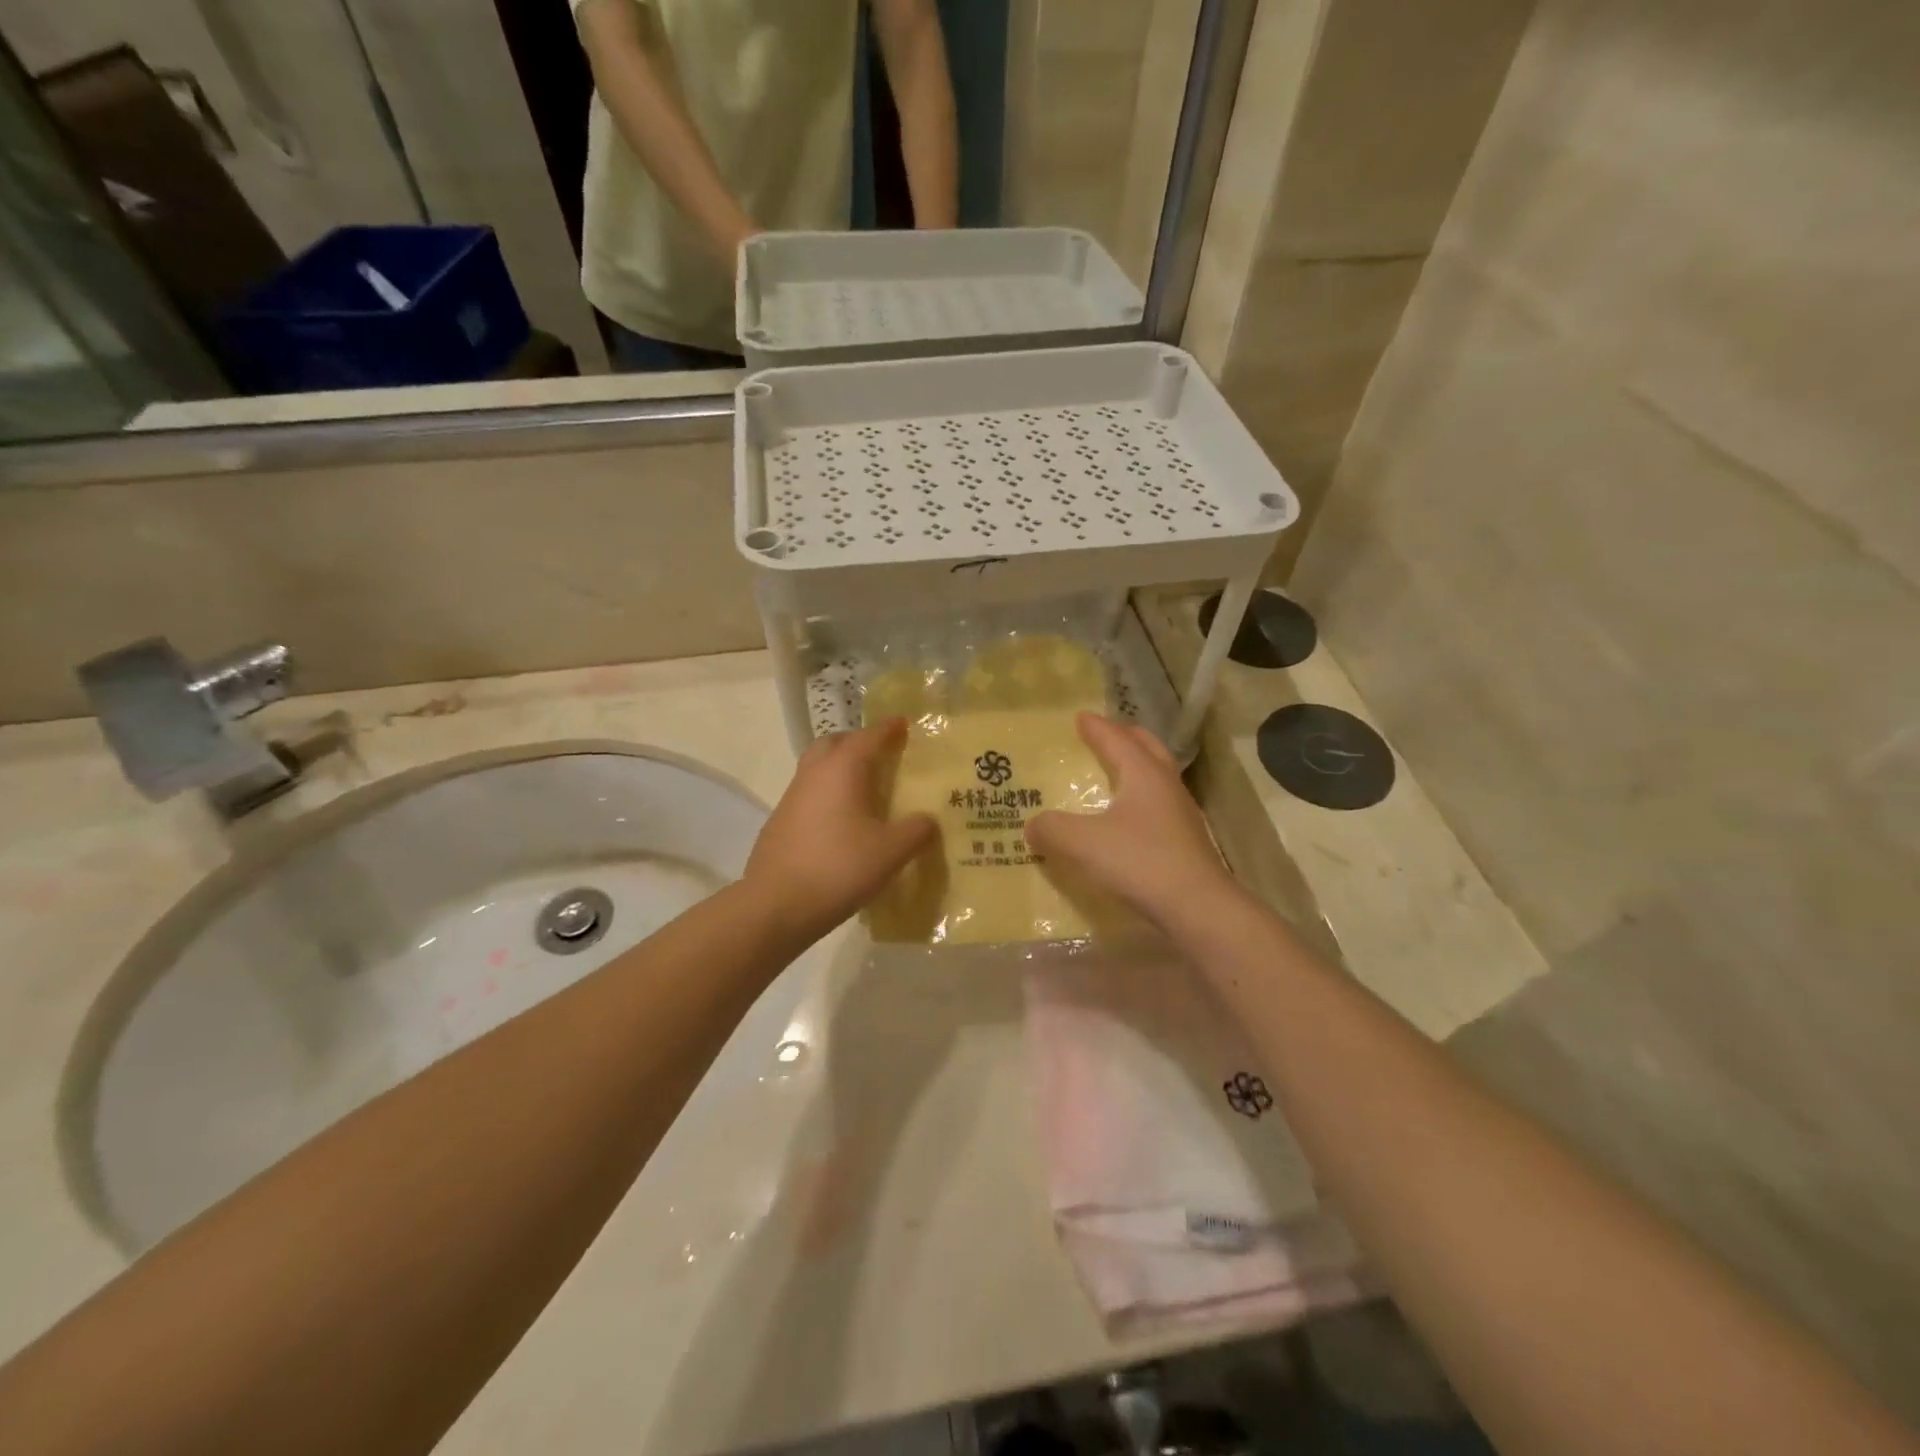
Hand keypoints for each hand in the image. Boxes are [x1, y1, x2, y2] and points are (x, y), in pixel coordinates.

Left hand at [744, 719, 936, 943]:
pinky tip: (842, 821)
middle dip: (858, 742)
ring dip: (840, 768)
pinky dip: (828, 794)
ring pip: (818, 768)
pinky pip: (809, 794)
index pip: (869, 736)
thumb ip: (916, 830)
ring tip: (866, 789)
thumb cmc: (839, 868)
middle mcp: (814, 774)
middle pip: (835, 743)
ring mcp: (792, 797)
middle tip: (882, 753)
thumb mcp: (891, 851)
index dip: (889, 728)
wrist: (776, 905)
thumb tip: (928, 819)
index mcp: (842, 769)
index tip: (904, 723)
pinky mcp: (780, 822)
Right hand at [1027, 713, 1239, 933]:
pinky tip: (1128, 819)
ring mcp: (1181, 814)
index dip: (1097, 728)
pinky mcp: (1186, 841)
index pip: (1117, 740)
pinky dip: (1141, 799)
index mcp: (1144, 774)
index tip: (1081, 717)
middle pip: (1148, 749)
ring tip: (1117, 772)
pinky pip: (1159, 805)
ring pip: (1158, 776)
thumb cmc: (1140, 861)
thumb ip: (1052, 829)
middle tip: (1106, 733)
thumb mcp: (1083, 843)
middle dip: (1125, 737)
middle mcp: (1166, 785)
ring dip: (1137, 767)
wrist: (1198, 908)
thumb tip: (1032, 825)